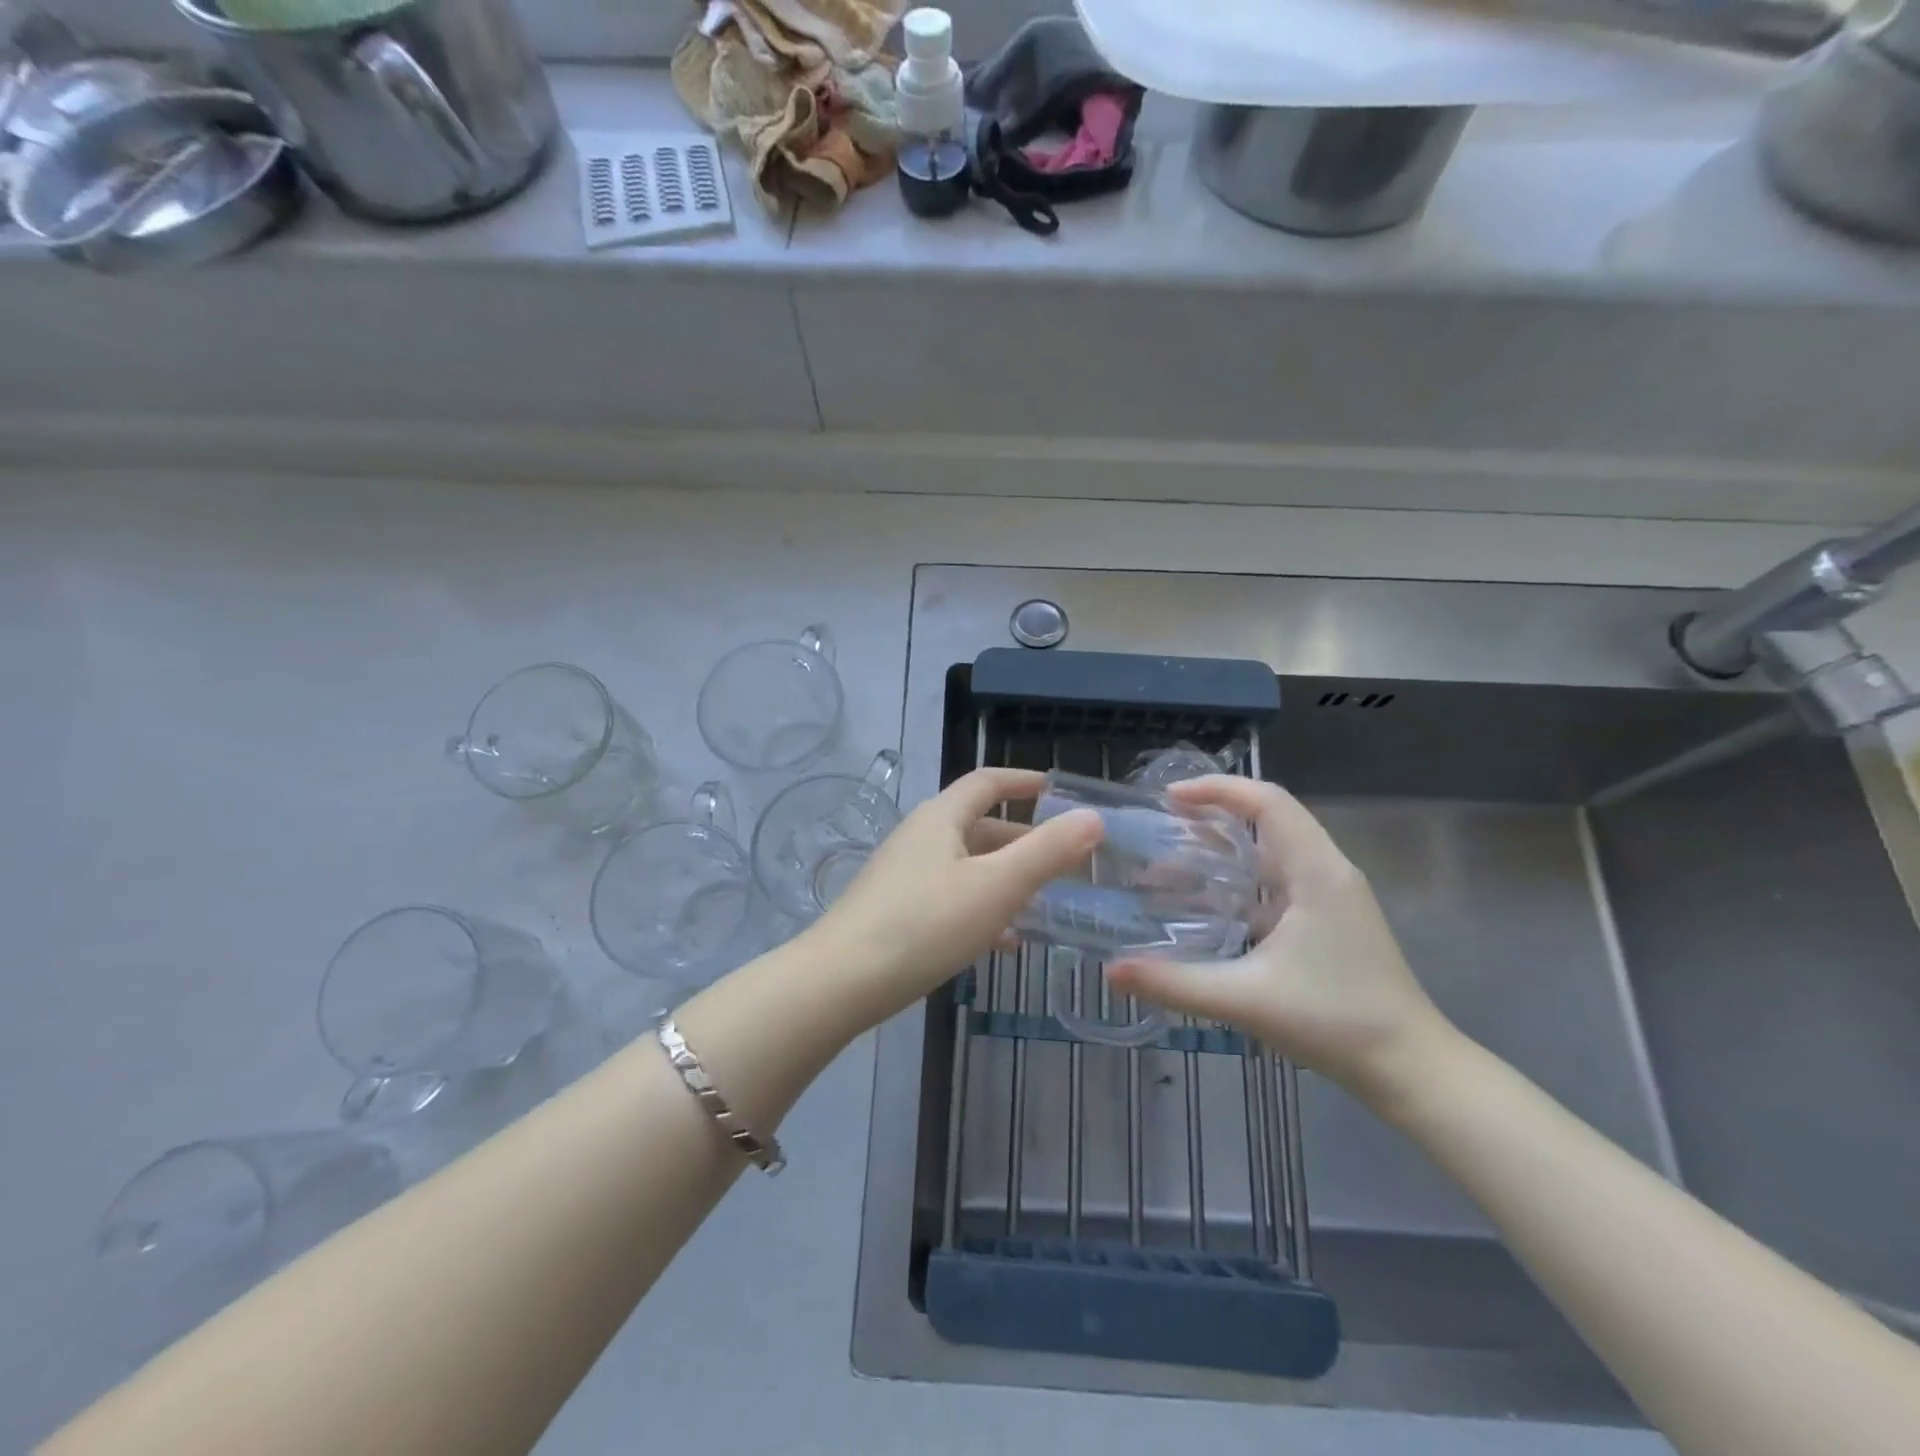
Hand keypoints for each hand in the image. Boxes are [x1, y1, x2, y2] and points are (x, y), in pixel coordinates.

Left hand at [812, 768, 1102, 1025]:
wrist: (842, 981)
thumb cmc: (925, 923)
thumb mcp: (996, 886)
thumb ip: (1047, 852)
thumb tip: (1092, 817)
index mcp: (941, 818)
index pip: (986, 783)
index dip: (1021, 781)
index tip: (1054, 790)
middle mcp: (920, 838)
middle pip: (978, 826)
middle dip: (1021, 839)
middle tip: (1062, 859)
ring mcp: (903, 875)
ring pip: (966, 866)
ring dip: (1004, 877)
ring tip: (1044, 901)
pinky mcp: (895, 911)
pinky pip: (950, 898)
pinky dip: (981, 908)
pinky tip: (1004, 941)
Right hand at [1106, 775, 1453, 1107]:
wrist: (1411, 1069)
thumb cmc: (1335, 1023)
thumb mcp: (1246, 999)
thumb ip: (1174, 983)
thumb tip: (1110, 971)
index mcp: (1316, 872)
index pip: (1268, 801)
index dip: (1218, 789)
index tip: (1169, 798)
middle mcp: (1327, 871)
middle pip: (1269, 818)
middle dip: (1214, 814)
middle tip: (1161, 825)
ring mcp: (1331, 897)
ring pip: (1272, 851)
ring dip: (1225, 849)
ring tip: (1172, 861)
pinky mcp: (1329, 920)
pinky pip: (1278, 881)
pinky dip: (1239, 880)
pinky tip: (1207, 906)